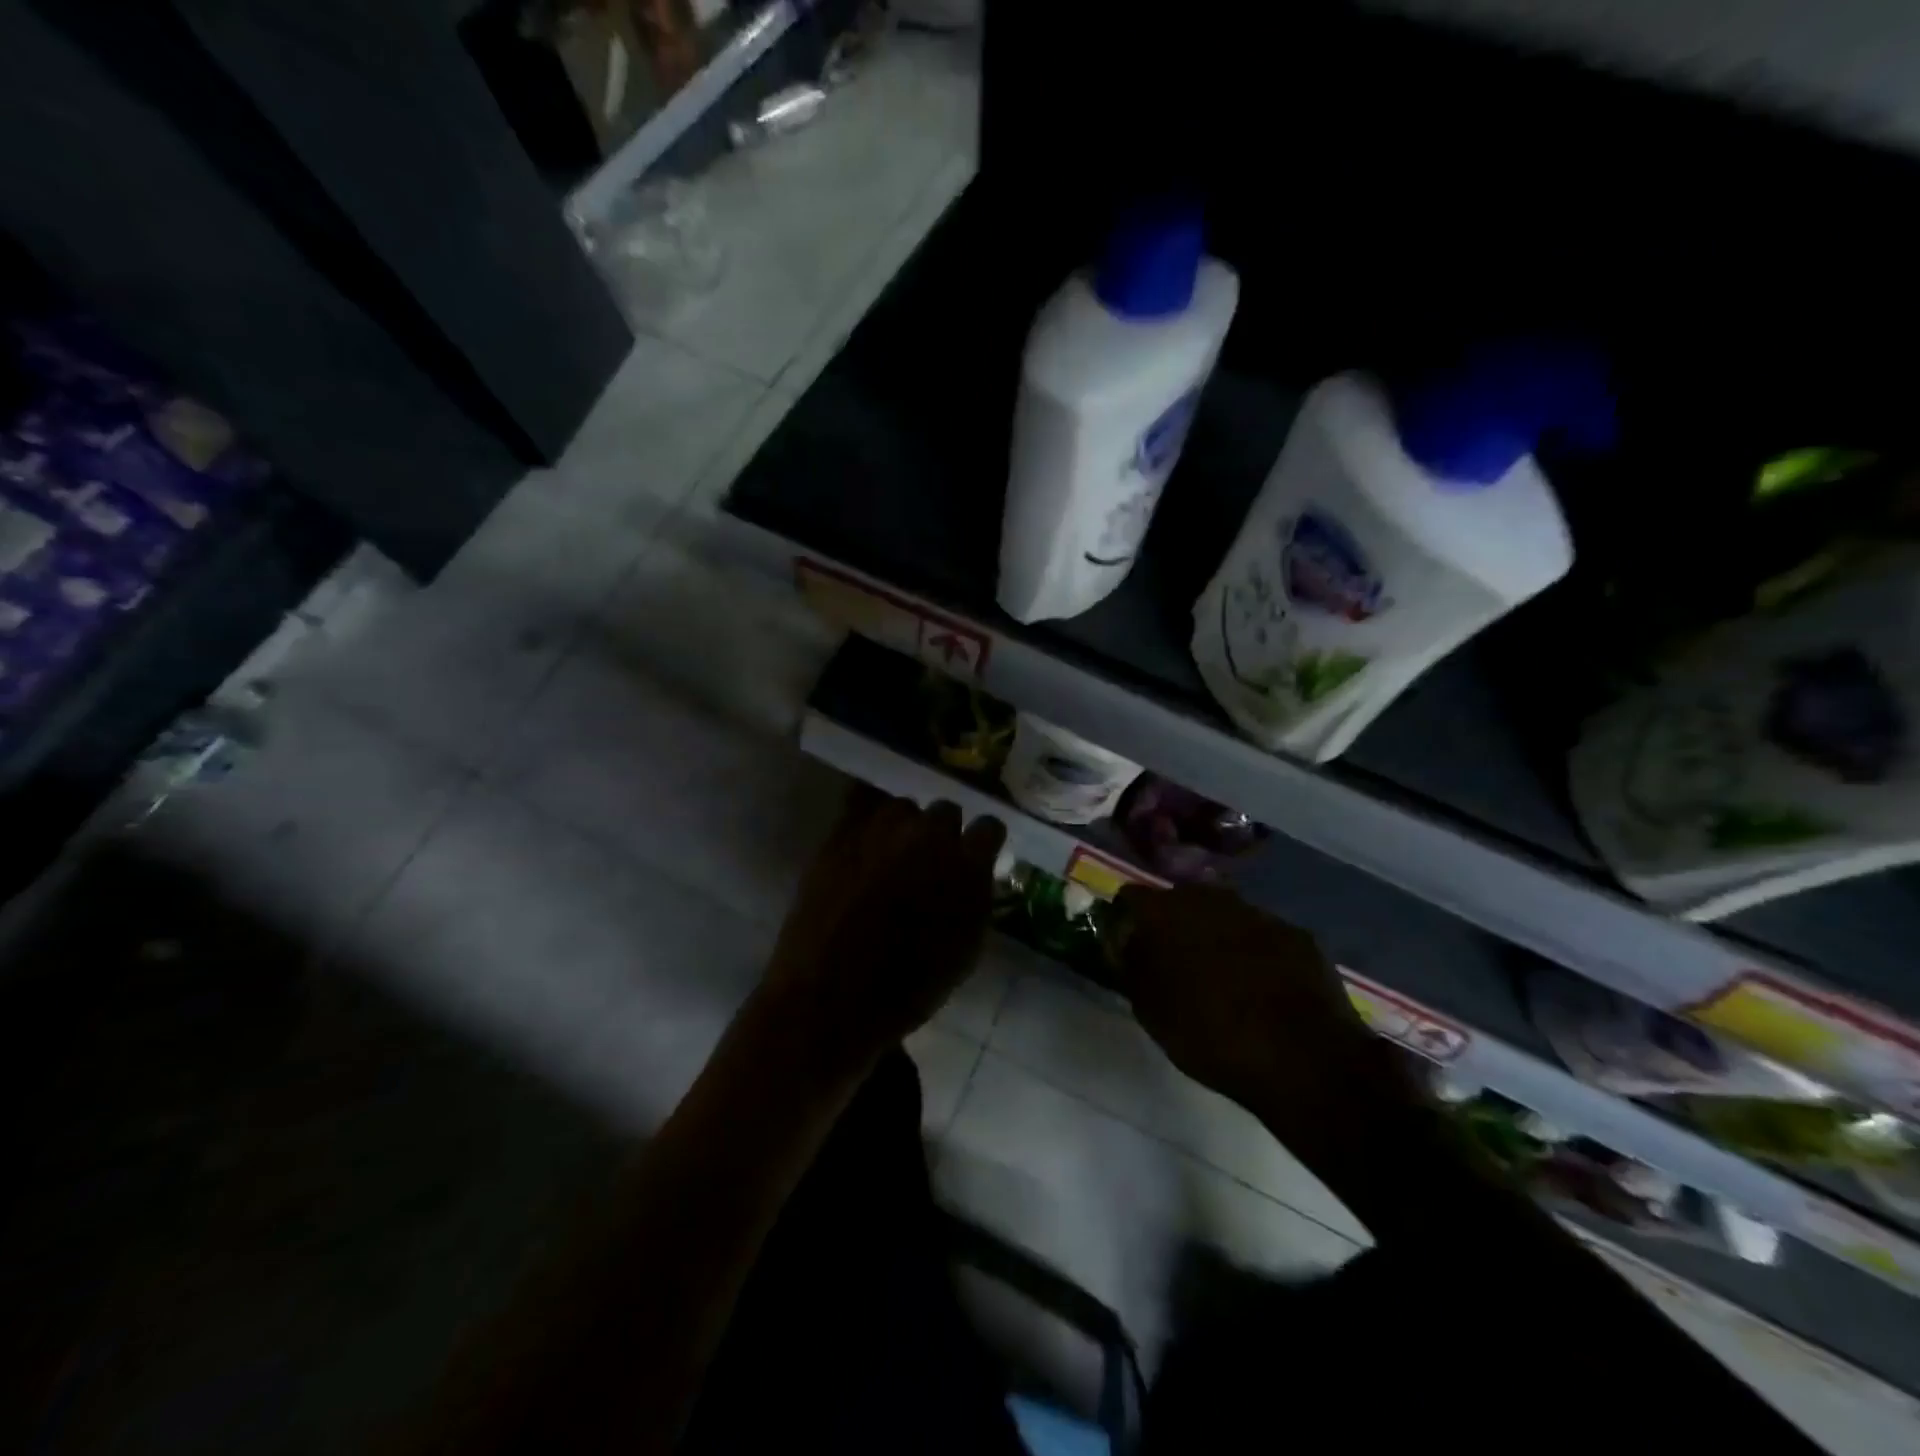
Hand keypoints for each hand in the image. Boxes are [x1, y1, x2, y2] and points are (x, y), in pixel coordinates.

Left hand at [757, 793, 1005, 1073]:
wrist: (829, 998)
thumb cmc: (906, 990)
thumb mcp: (964, 953)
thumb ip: (976, 900)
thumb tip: (975, 874)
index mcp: (965, 865)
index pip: (989, 827)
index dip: (983, 842)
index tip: (976, 855)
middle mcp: (928, 835)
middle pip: (945, 811)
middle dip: (942, 833)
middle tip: (930, 860)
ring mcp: (881, 829)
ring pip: (902, 807)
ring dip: (904, 826)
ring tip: (891, 852)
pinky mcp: (840, 833)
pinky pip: (860, 803)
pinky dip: (867, 817)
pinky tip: (865, 838)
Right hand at [1111, 884, 1421, 1157]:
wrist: (1304, 1057)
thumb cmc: (1209, 1035)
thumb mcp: (1149, 1009)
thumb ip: (1131, 967)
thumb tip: (1125, 944)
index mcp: (1164, 912)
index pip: (1129, 898)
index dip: (1125, 922)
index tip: (1128, 950)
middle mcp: (1207, 898)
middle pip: (1179, 901)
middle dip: (1173, 926)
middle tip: (1173, 964)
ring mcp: (1256, 912)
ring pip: (1222, 915)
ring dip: (1215, 937)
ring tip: (1219, 978)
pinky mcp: (1295, 933)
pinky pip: (1261, 935)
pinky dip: (1254, 952)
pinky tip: (1260, 987)